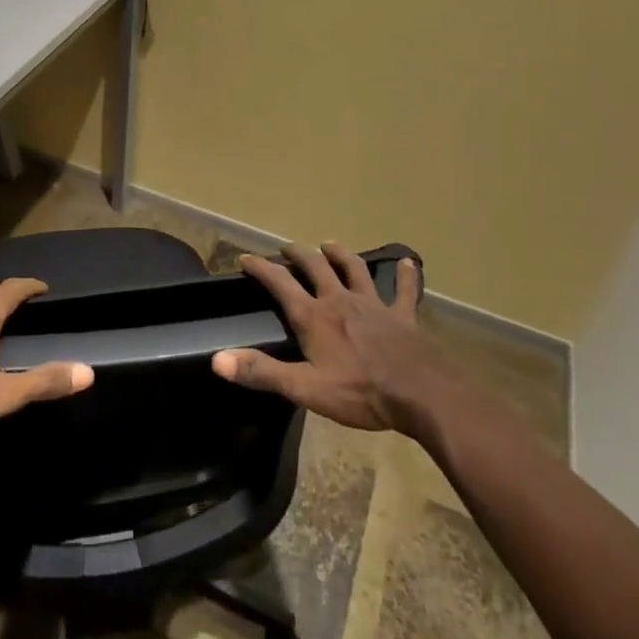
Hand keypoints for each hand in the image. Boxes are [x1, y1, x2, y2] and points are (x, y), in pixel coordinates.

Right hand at [212, 242, 427, 431]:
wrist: (420, 394)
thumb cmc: (360, 393)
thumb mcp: (304, 388)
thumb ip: (261, 372)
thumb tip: (218, 360)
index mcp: (314, 316)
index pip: (280, 283)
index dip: (261, 268)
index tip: (245, 258)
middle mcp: (340, 300)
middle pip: (315, 267)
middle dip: (298, 254)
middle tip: (287, 247)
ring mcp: (373, 305)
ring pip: (354, 269)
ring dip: (340, 254)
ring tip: (329, 244)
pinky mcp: (402, 316)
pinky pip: (404, 291)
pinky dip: (405, 276)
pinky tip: (408, 262)